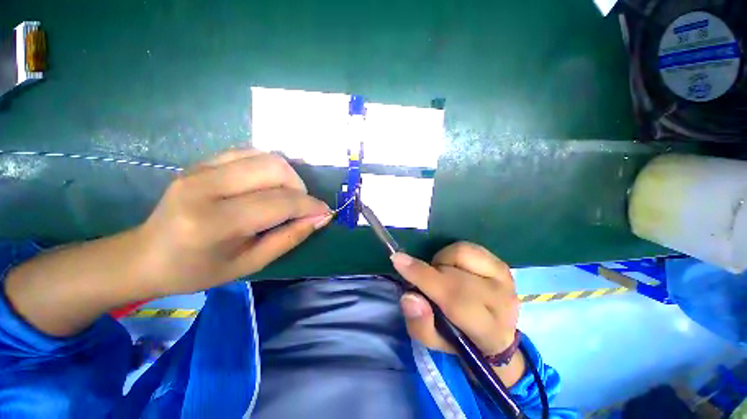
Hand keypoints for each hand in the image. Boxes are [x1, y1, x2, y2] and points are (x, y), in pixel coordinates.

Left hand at [135, 148, 331, 295]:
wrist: (146, 255)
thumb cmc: (198, 270)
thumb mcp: (251, 263)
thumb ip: (290, 237)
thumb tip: (321, 218)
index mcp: (214, 222)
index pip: (279, 202)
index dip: (310, 206)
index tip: (325, 212)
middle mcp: (205, 187)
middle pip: (275, 169)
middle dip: (300, 187)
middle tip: (300, 206)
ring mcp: (200, 169)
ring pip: (265, 156)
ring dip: (287, 176)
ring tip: (286, 196)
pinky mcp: (202, 162)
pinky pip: (250, 152)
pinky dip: (269, 166)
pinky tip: (268, 184)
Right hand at [391, 242, 518, 356]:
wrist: (495, 331)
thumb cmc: (460, 338)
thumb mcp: (435, 341)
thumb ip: (420, 323)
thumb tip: (409, 296)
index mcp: (489, 331)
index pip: (454, 298)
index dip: (423, 277)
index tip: (397, 260)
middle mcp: (502, 301)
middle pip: (455, 275)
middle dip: (429, 272)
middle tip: (421, 279)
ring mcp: (504, 278)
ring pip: (460, 253)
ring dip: (441, 262)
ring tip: (441, 276)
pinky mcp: (501, 263)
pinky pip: (467, 247)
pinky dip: (451, 254)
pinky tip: (452, 267)